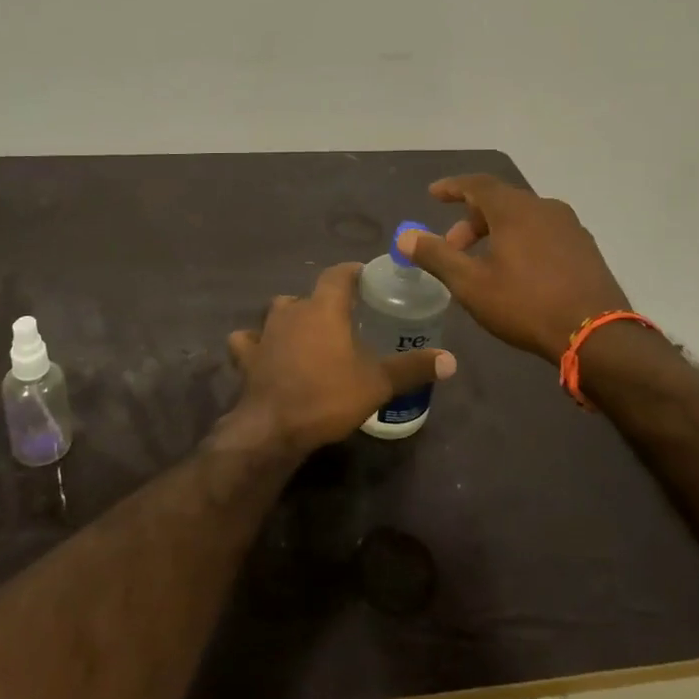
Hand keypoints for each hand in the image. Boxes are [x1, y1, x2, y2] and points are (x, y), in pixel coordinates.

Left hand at [227, 262, 455, 452]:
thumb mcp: (378, 383)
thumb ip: (412, 367)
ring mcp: (265, 331)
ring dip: (292, 318)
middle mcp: (292, 310)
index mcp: (324, 308)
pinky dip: (257, 342)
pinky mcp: (246, 355)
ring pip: (279, 311)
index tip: (366, 277)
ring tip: (309, 334)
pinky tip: (264, 351)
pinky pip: (249, 339)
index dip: (353, 272)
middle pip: (309, 294)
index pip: (338, 274)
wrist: (274, 427)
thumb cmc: (328, 395)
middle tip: (344, 317)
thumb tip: (451, 360)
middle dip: (325, 301)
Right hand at [398, 174, 628, 364]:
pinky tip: (516, 272)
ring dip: (496, 233)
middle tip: (453, 247)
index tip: (433, 195)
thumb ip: (436, 256)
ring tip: (482, 262)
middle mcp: (545, 208)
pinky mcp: (585, 249)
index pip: (477, 184)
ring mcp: (570, 227)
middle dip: (471, 220)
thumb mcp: (471, 284)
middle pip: (500, 201)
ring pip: (523, 218)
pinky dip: (521, 241)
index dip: (452, 187)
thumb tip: (405, 236)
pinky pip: (543, 232)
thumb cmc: (526, 304)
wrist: (596, 336)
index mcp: (515, 209)